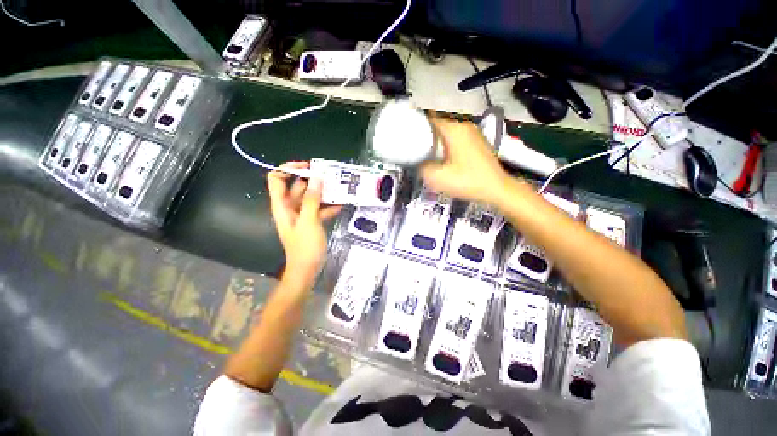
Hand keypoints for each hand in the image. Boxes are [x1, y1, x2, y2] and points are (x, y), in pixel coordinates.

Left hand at [267, 162, 341, 289]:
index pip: (277, 179)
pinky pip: (318, 209)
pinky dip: (327, 206)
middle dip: (311, 180)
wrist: (307, 269)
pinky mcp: (311, 222)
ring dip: (322, 193)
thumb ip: (312, 200)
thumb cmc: (304, 246)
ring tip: (338, 188)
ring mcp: (301, 215)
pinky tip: (340, 205)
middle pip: (296, 187)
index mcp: (282, 205)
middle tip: (329, 176)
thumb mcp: (309, 221)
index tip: (308, 167)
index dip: (289, 169)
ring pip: (309, 198)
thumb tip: (316, 179)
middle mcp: (290, 207)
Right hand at [420, 117, 514, 205]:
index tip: (408, 139)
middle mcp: (464, 126)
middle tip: (417, 152)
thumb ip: (422, 168)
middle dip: (426, 138)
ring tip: (429, 157)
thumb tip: (418, 162)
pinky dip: (448, 146)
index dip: (416, 128)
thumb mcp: (438, 178)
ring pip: (448, 134)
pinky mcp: (478, 142)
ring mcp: (473, 133)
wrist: (497, 189)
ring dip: (437, 143)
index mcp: (454, 130)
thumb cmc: (467, 181)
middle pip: (438, 127)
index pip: (429, 120)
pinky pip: (457, 139)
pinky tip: (446, 160)